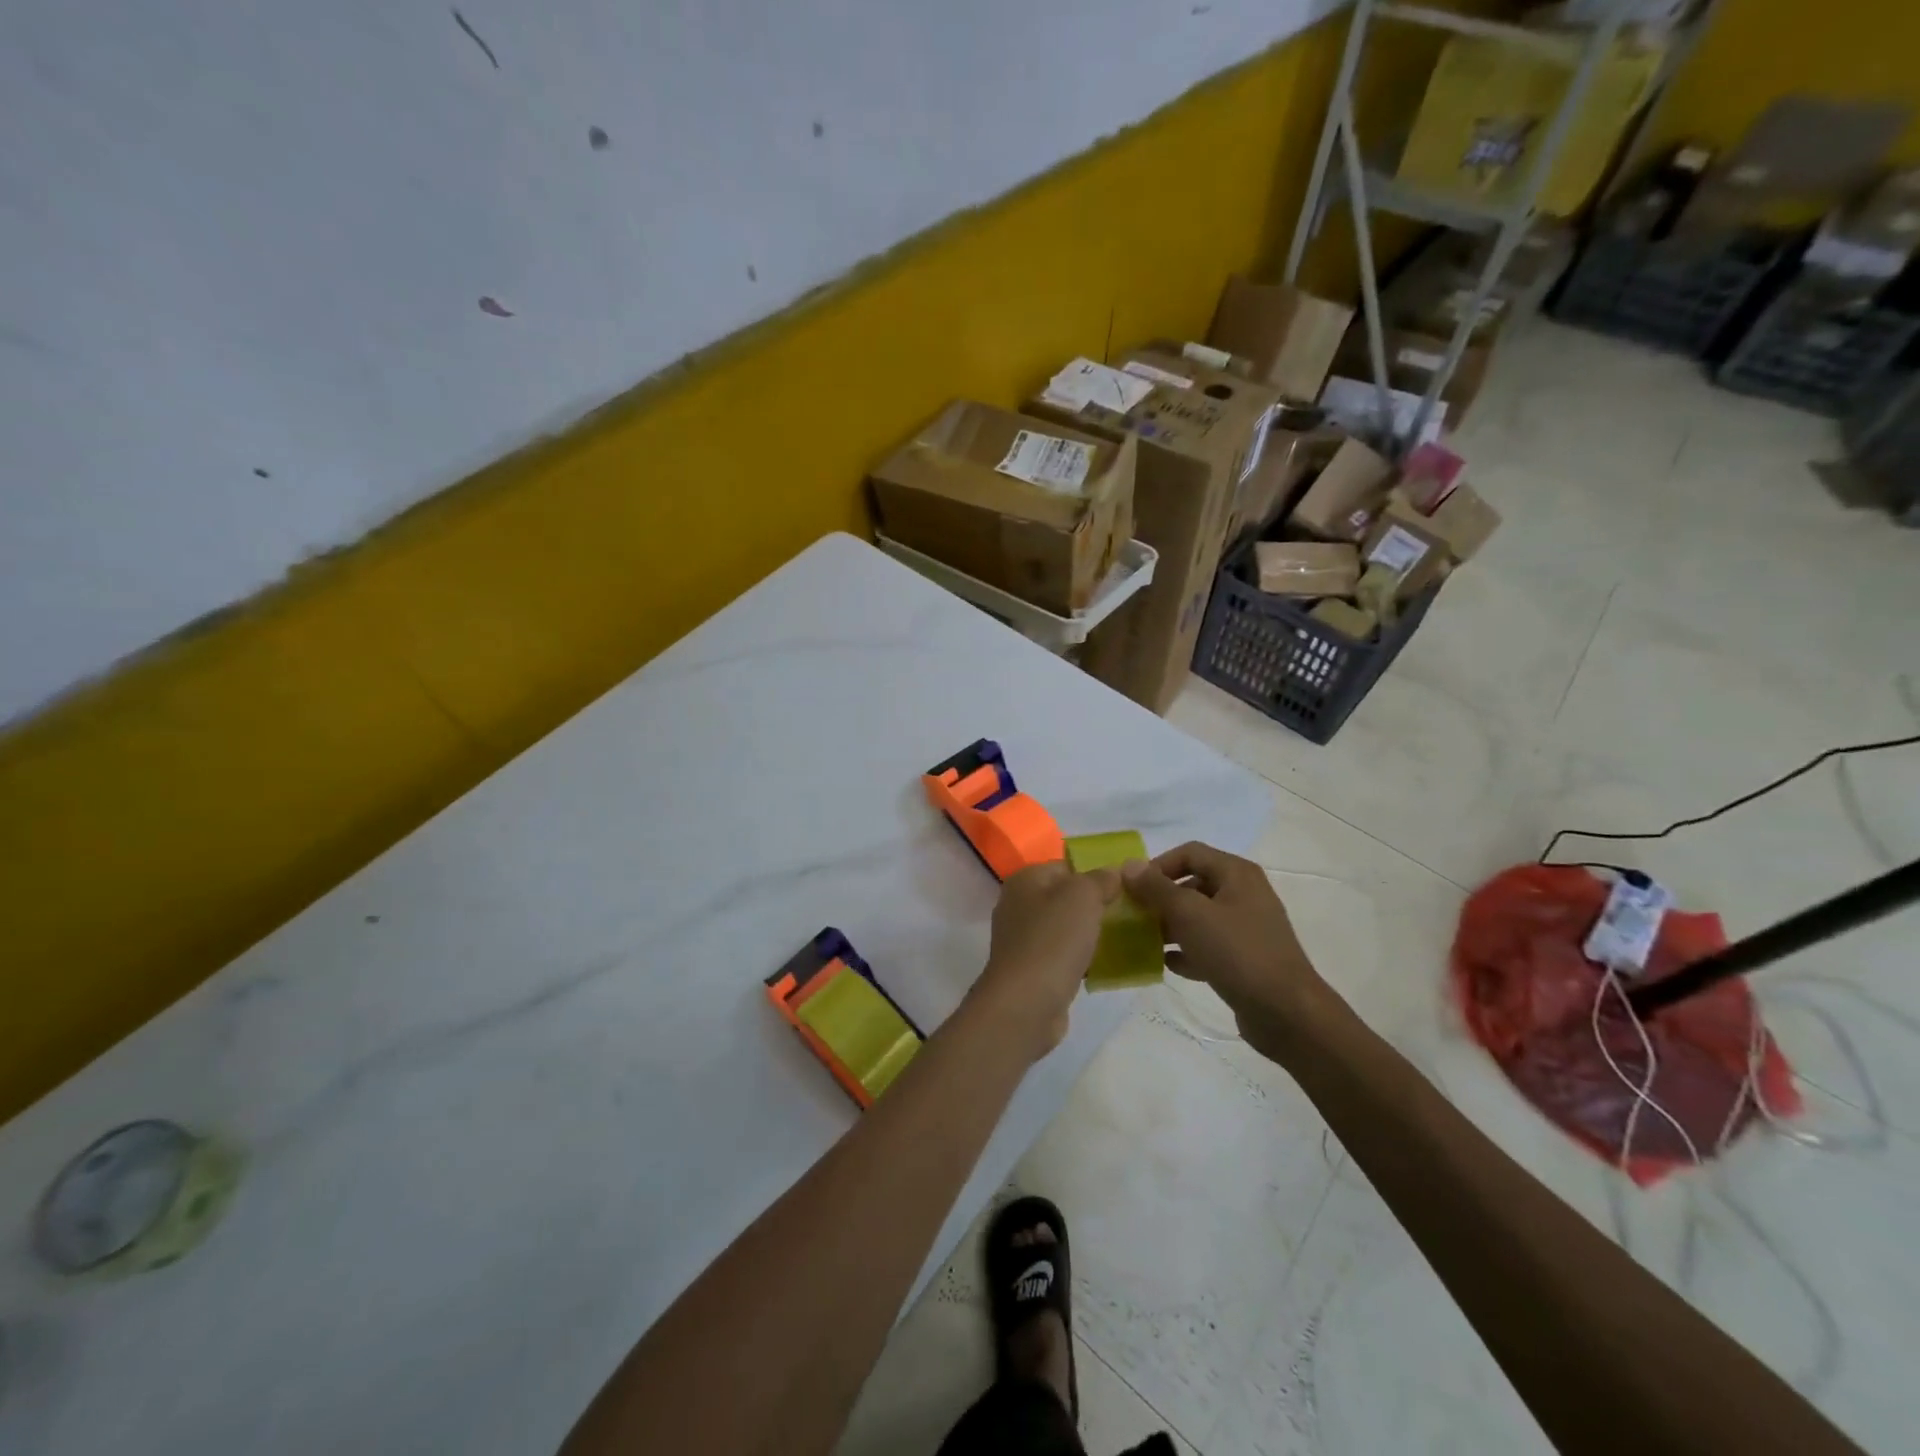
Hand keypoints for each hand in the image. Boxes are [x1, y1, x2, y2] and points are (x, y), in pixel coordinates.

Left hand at [970, 861, 1119, 1059]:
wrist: (1026, 1003)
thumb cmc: (1053, 940)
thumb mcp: (1082, 897)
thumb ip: (1100, 879)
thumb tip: (1113, 871)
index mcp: (1025, 880)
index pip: (1065, 865)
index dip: (1096, 872)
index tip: (1127, 886)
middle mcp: (1019, 905)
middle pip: (1065, 897)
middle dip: (1096, 904)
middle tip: (1131, 912)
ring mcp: (1023, 939)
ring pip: (1066, 927)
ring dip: (1091, 933)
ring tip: (1127, 938)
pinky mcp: (1032, 969)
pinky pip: (1064, 955)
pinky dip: (1084, 958)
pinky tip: (1108, 965)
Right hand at [1121, 842, 1333, 1058]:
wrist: (1287, 1013)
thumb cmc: (1237, 952)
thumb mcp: (1190, 915)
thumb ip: (1156, 888)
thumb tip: (1129, 865)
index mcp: (1237, 874)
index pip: (1189, 852)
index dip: (1158, 865)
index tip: (1133, 889)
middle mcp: (1244, 894)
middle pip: (1193, 884)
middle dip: (1161, 898)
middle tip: (1135, 916)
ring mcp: (1247, 928)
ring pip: (1200, 917)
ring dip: (1171, 926)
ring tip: (1145, 941)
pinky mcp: (1246, 959)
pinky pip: (1209, 945)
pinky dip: (1188, 951)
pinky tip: (1167, 964)